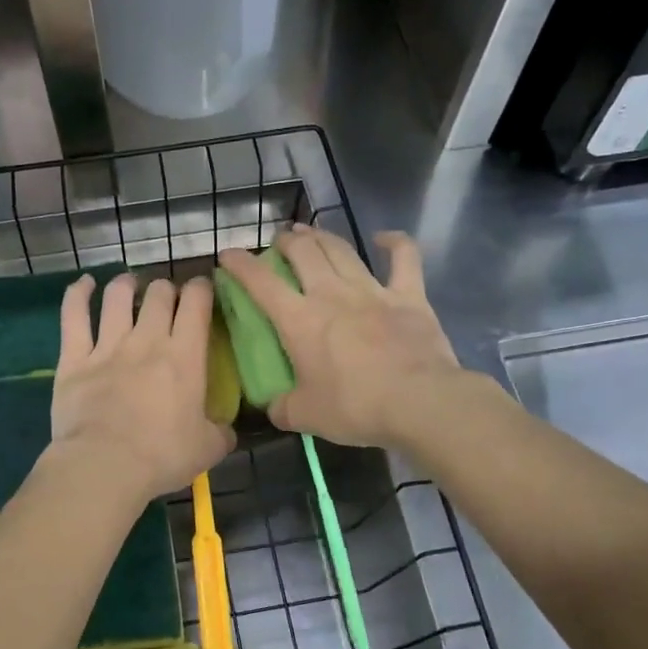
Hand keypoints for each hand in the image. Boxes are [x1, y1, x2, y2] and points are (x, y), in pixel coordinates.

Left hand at [49, 272, 236, 502]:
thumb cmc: (162, 456)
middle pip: (158, 293)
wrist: (104, 466)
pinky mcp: (74, 358)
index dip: (201, 288)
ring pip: (117, 296)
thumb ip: (221, 431)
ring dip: (126, 285)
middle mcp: (147, 340)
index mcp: (185, 356)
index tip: (202, 291)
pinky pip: (74, 315)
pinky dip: (78, 294)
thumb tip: (227, 428)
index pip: (196, 302)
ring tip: (130, 285)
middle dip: (166, 289)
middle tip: (167, 300)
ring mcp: (107, 345)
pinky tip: (85, 284)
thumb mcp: (208, 448)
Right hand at [218, 226, 466, 448]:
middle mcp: (331, 294)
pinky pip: (404, 258)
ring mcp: (372, 290)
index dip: (240, 264)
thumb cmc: (355, 407)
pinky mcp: (409, 296)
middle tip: (279, 243)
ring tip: (309, 232)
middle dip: (286, 242)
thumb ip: (282, 408)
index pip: (260, 282)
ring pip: (341, 249)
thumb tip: (273, 406)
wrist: (419, 402)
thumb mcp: (305, 416)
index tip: (227, 254)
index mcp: (299, 320)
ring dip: (322, 236)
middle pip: (303, 252)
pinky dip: (395, 243)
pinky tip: (385, 237)